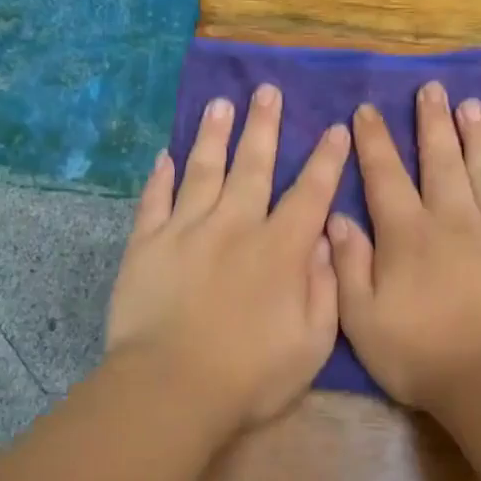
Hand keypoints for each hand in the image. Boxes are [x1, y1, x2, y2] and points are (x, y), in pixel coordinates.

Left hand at [107, 84, 349, 432]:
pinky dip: (160, 177)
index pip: (310, 194)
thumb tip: (322, 239)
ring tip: (219, 104)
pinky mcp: (146, 246)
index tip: (335, 128)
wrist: (171, 389)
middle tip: (267, 91)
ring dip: (213, 136)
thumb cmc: (250, 376)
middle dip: (264, 126)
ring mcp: (185, 232)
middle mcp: (234, 227)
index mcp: (280, 250)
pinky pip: (154, 201)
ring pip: (202, 171)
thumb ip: (324, 288)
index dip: (326, 160)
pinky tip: (164, 156)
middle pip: (252, 166)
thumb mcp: (312, 343)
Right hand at [328, 82, 480, 408]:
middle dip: (432, 122)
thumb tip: (336, 218)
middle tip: (431, 89)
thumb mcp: (362, 319)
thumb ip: (347, 266)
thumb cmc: (422, 355)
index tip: (367, 111)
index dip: (374, 142)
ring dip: (478, 135)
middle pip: (440, 160)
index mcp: (407, 235)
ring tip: (472, 105)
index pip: (385, 176)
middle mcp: (453, 219)